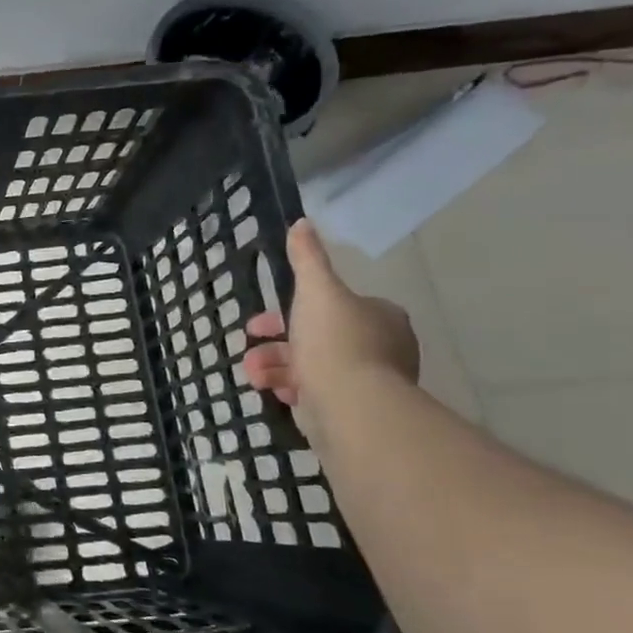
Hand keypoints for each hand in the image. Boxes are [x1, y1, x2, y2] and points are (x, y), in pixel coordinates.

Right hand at [242, 220, 418, 434]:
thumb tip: (302, 223)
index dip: (292, 310)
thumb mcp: (316, 291)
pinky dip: (292, 389)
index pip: (334, 306)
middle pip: (318, 337)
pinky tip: (274, 392)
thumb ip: (307, 259)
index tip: (260, 321)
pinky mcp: (356, 409)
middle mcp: (382, 346)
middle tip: (250, 347)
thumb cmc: (335, 341)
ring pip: (314, 366)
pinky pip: (318, 393)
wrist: (351, 404)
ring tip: (254, 374)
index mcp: (379, 315)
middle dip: (277, 343)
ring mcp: (370, 381)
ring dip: (277, 367)